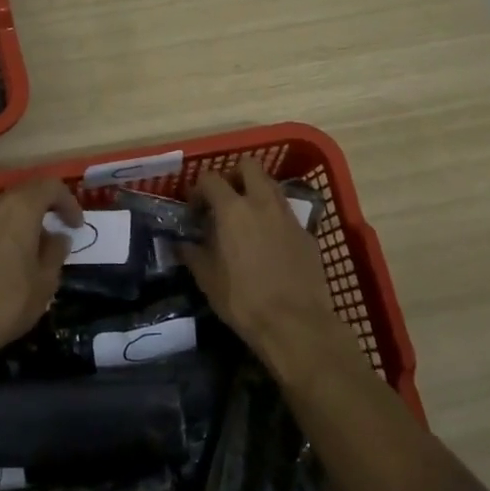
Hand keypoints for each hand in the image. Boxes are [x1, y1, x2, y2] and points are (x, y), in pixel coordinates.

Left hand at [0, 176, 81, 362]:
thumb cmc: (5, 302)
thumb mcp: (44, 283)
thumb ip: (55, 253)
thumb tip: (58, 237)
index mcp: (20, 208)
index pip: (50, 187)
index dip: (68, 202)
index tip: (76, 226)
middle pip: (24, 194)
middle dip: (44, 210)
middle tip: (56, 235)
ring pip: (3, 210)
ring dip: (21, 223)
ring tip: (31, 252)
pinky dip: (1, 234)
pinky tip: (4, 262)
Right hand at [181, 158, 343, 363]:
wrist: (296, 324)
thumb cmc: (243, 300)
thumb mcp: (207, 279)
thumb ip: (192, 253)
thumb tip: (182, 243)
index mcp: (233, 209)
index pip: (211, 179)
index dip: (198, 189)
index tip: (194, 209)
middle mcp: (262, 203)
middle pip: (249, 166)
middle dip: (234, 175)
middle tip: (224, 199)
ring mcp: (289, 216)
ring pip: (272, 186)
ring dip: (256, 192)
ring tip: (246, 219)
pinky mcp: (307, 234)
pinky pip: (287, 213)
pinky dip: (274, 217)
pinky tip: (269, 243)